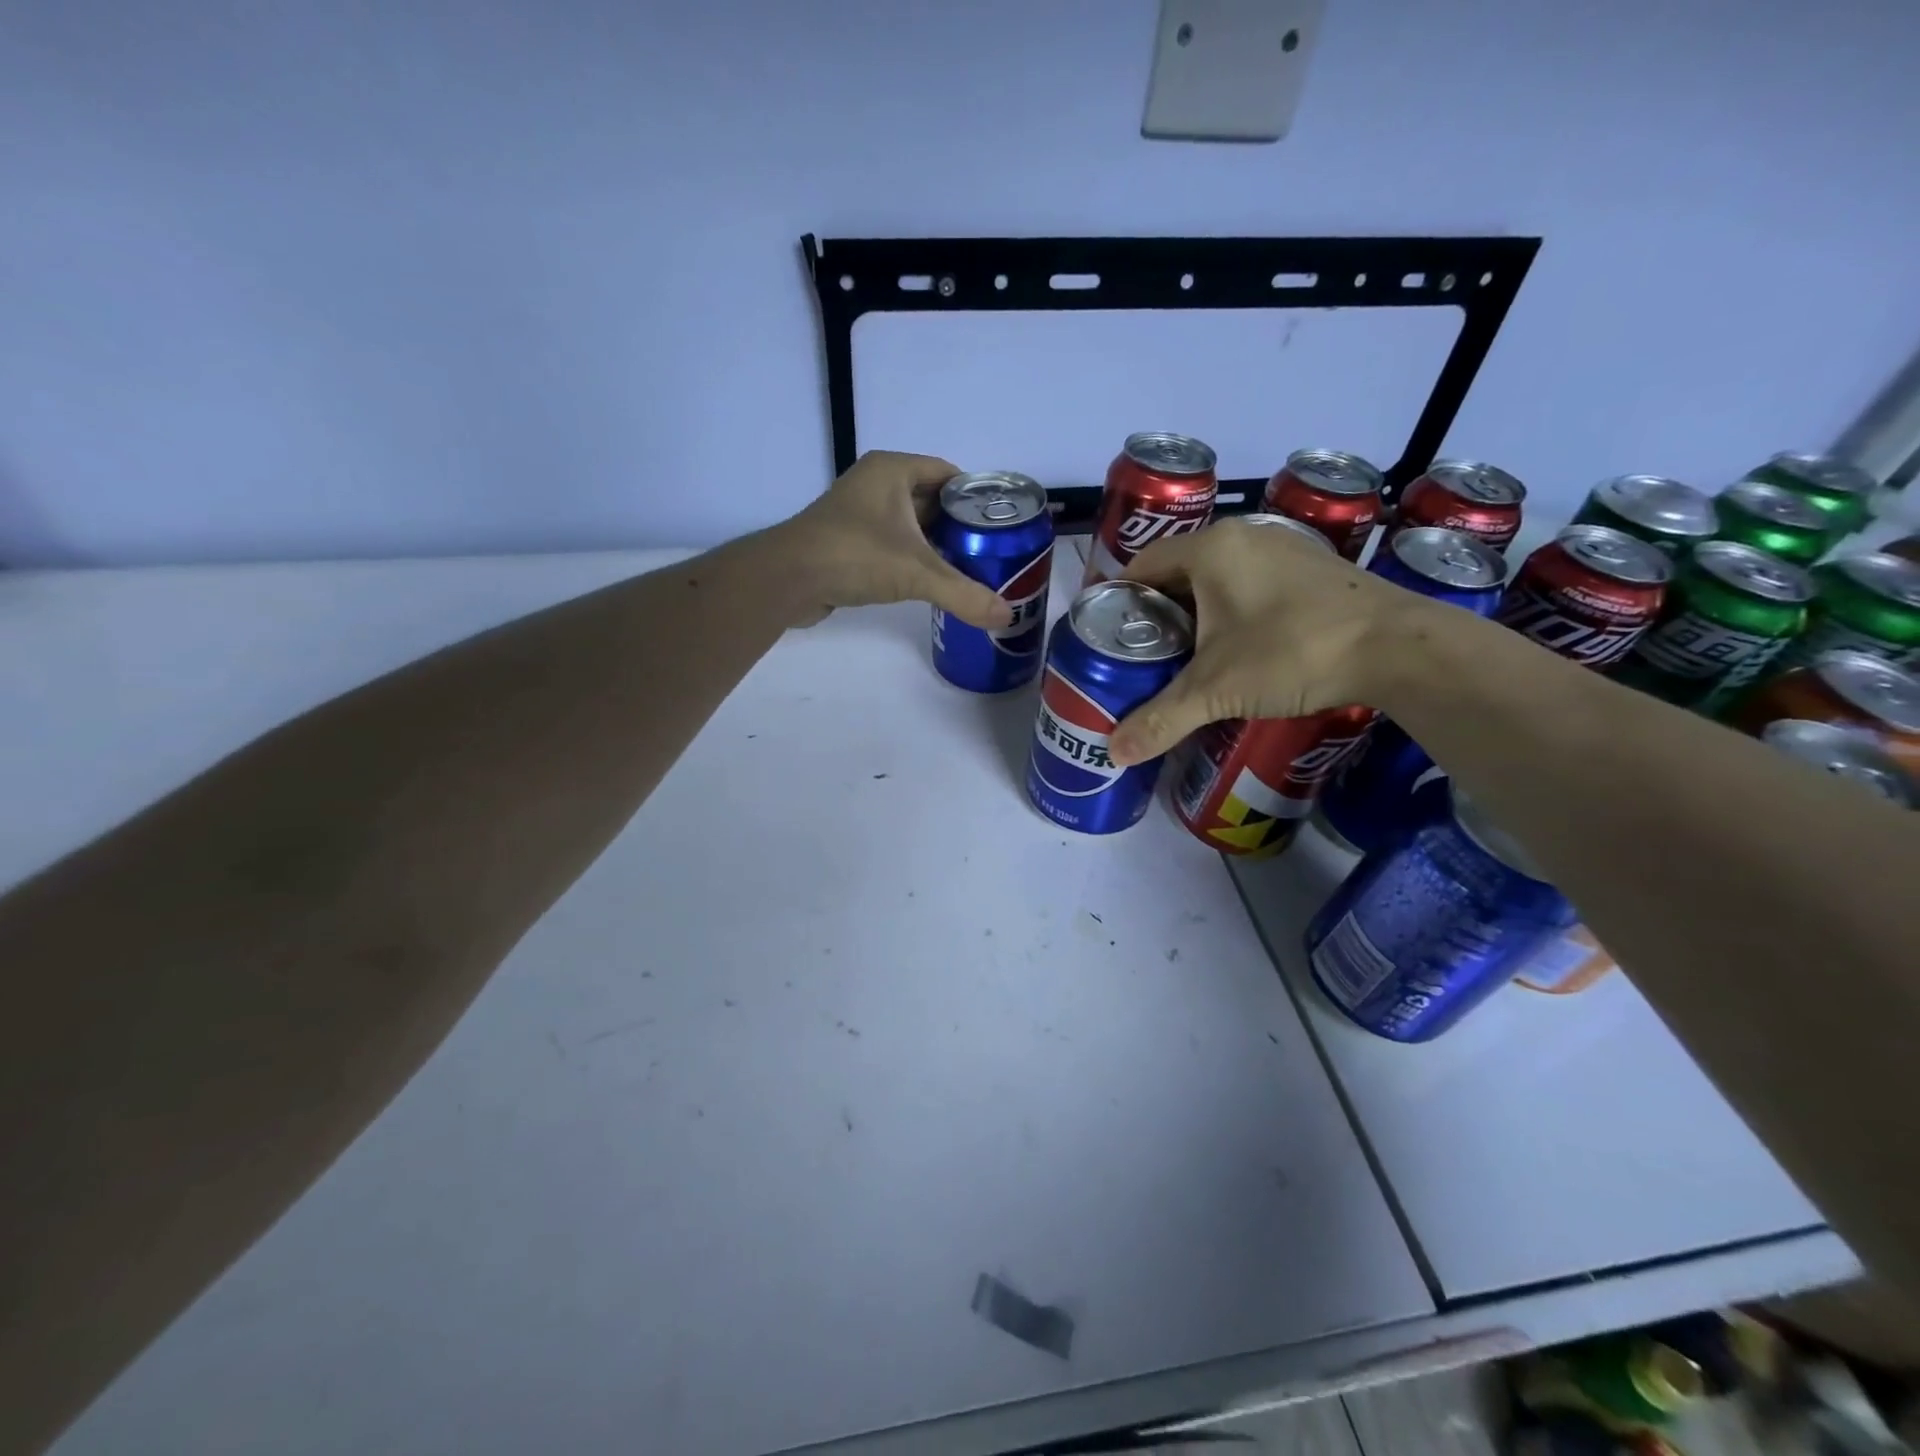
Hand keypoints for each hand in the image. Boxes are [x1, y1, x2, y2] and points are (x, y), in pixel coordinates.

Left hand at [773, 451, 1014, 628]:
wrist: (787, 579)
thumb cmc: (854, 556)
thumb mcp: (917, 573)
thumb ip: (964, 594)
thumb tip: (1007, 617)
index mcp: (892, 470)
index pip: (948, 474)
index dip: (976, 498)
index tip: (1000, 525)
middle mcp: (875, 484)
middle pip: (931, 500)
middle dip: (959, 525)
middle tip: (991, 552)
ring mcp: (857, 513)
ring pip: (910, 524)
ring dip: (935, 544)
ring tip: (969, 568)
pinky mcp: (846, 541)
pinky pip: (890, 543)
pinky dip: (911, 558)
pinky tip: (929, 581)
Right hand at [1107, 517, 1416, 765]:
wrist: (1399, 648)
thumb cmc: (1292, 652)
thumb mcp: (1215, 690)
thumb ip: (1160, 719)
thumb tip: (1113, 753)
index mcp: (1210, 549)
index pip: (1142, 565)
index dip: (1119, 600)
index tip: (1109, 636)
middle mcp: (1244, 537)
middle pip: (1178, 572)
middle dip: (1157, 612)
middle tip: (1143, 654)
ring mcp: (1284, 549)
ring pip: (1218, 578)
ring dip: (1197, 612)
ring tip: (1185, 656)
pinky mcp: (1313, 569)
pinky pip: (1252, 584)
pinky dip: (1233, 611)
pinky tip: (1238, 648)